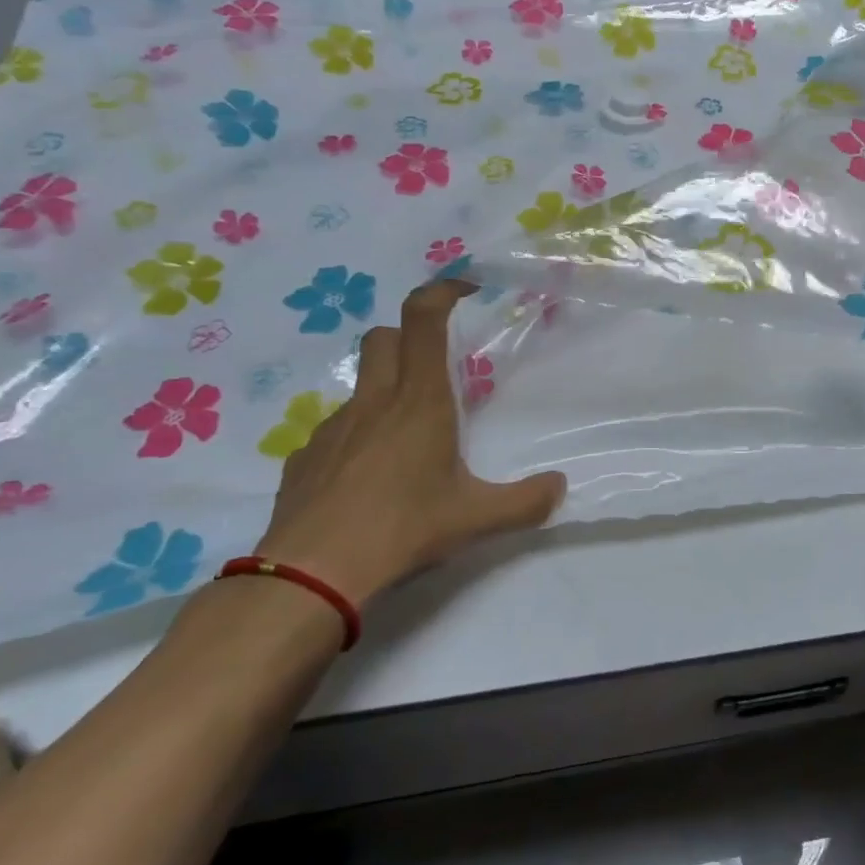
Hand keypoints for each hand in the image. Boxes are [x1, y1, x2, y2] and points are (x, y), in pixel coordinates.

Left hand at [254, 280, 565, 606]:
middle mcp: (374, 402)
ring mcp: (332, 428)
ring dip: (385, 390)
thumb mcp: (476, 519)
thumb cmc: (402, 529)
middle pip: (384, 338)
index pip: (423, 320)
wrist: (311, 575)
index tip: (465, 290)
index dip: (441, 292)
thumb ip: (526, 501)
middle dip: (410, 337)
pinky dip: (357, 435)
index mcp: (419, 401)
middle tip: (436, 370)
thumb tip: (559, 487)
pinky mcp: (304, 457)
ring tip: (407, 438)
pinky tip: (369, 478)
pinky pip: (336, 429)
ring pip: (360, 384)